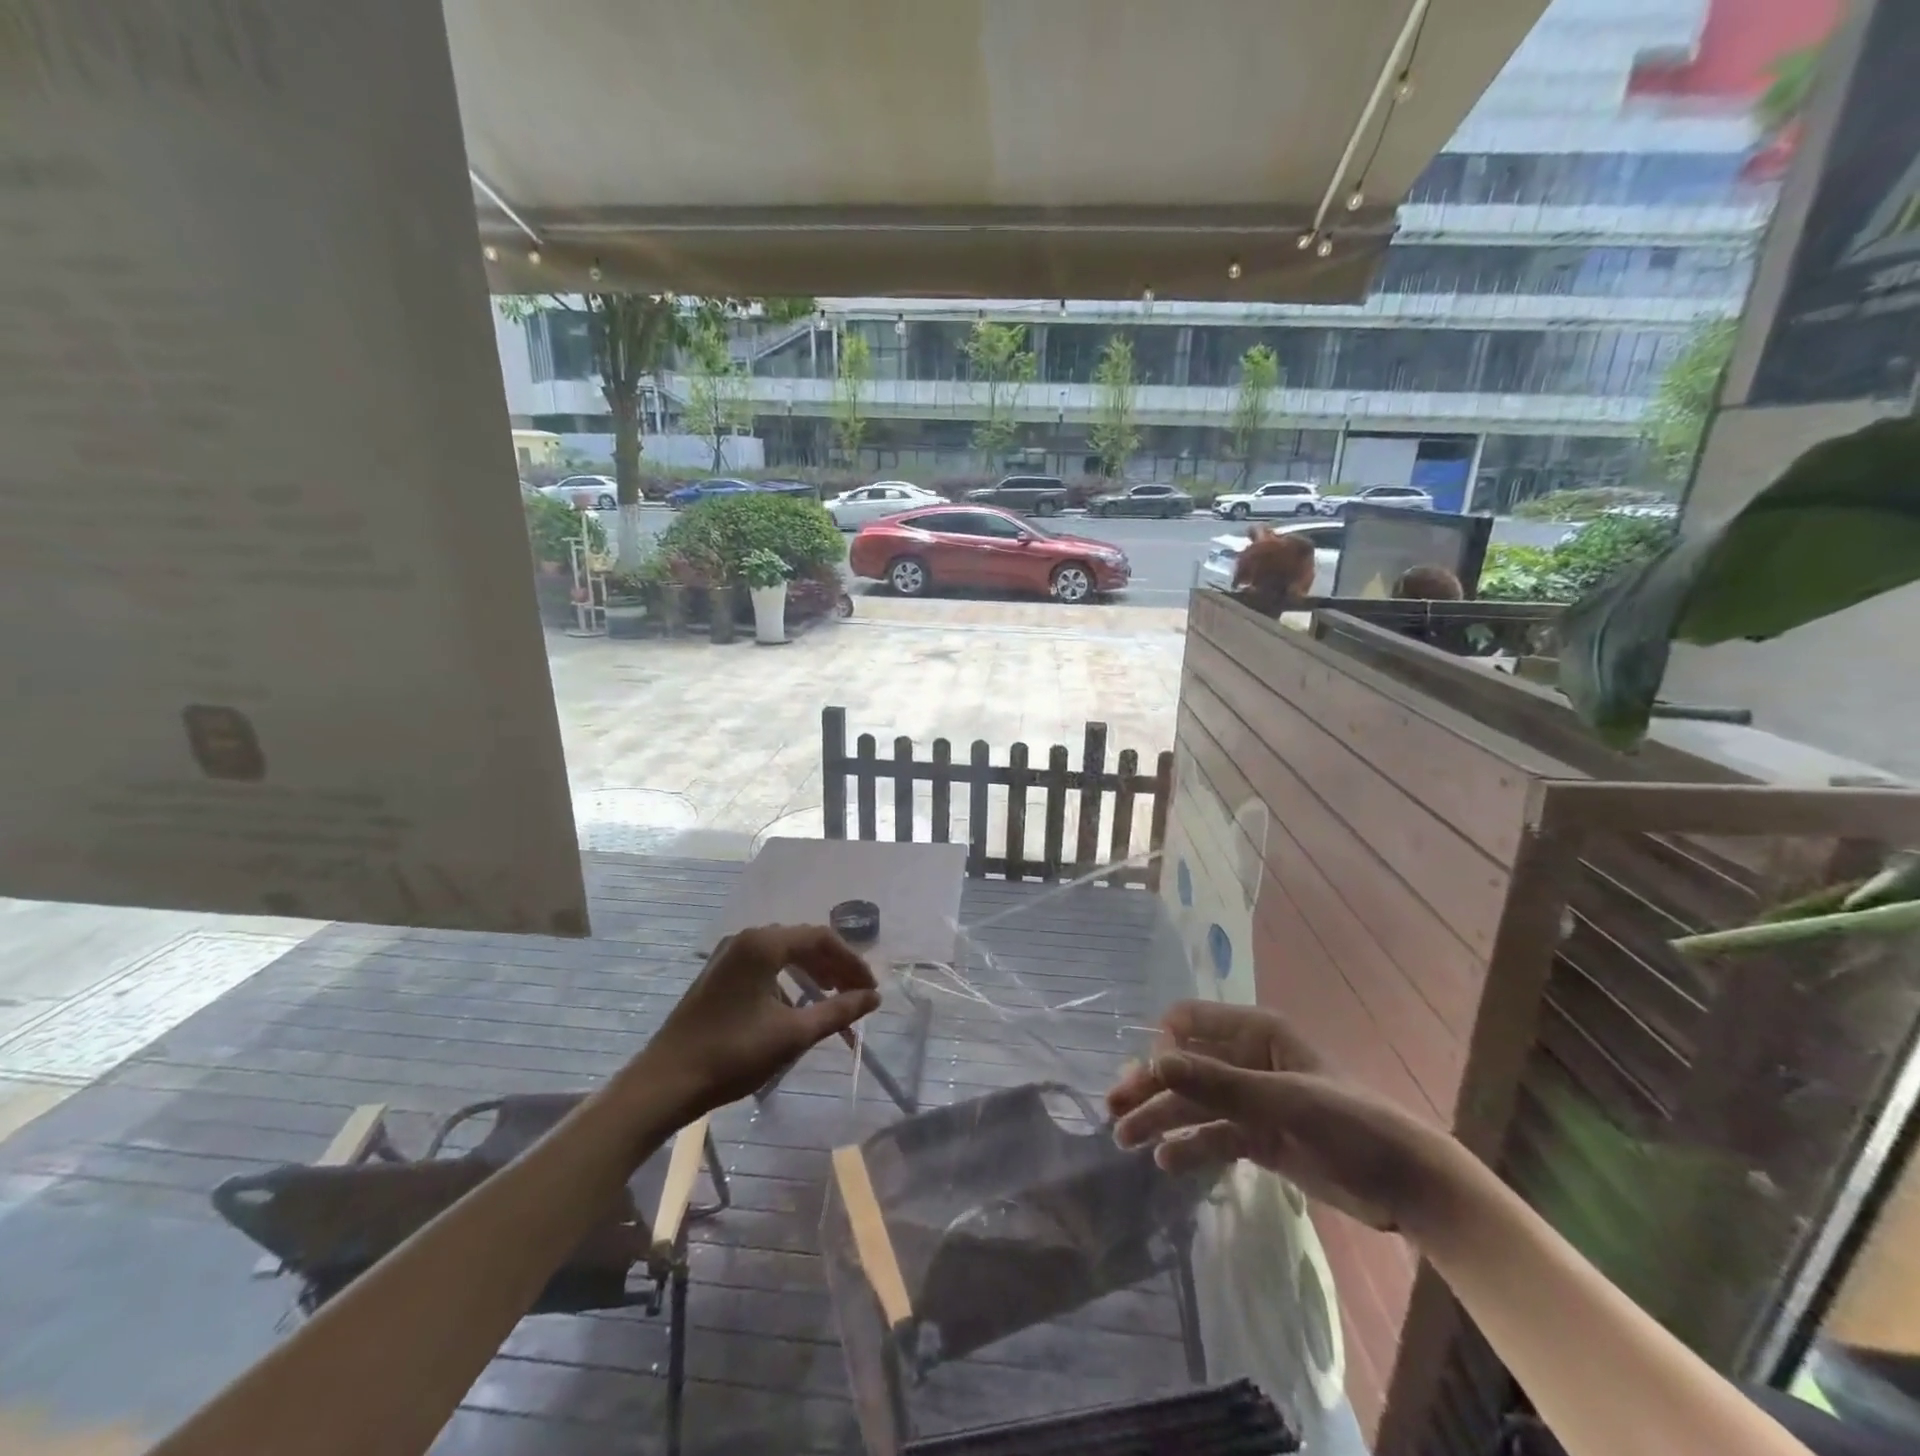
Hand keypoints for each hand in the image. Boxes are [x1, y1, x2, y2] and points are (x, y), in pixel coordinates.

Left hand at [642, 924, 879, 1121]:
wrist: (666, 1082)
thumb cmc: (733, 1054)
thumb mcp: (794, 1033)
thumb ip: (839, 1011)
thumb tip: (873, 997)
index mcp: (764, 944)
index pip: (822, 938)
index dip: (852, 962)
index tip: (871, 989)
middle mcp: (746, 939)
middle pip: (803, 942)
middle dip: (835, 967)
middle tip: (857, 995)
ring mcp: (728, 956)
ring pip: (784, 954)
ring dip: (813, 973)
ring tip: (834, 999)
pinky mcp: (718, 975)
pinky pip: (765, 966)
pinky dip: (789, 980)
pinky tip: (797, 1007)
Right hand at [1108, 1001, 1452, 1231]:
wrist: (1407, 1186)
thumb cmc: (1349, 1124)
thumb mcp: (1283, 1102)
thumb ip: (1218, 1084)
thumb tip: (1155, 1061)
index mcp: (1254, 1033)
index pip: (1190, 1023)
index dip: (1163, 1044)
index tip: (1147, 1075)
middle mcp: (1246, 1060)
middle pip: (1185, 1067)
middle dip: (1150, 1085)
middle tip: (1113, 1109)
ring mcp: (1251, 1100)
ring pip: (1194, 1104)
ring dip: (1161, 1118)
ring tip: (1125, 1139)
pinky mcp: (1258, 1137)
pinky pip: (1213, 1136)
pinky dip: (1190, 1146)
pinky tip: (1167, 1162)